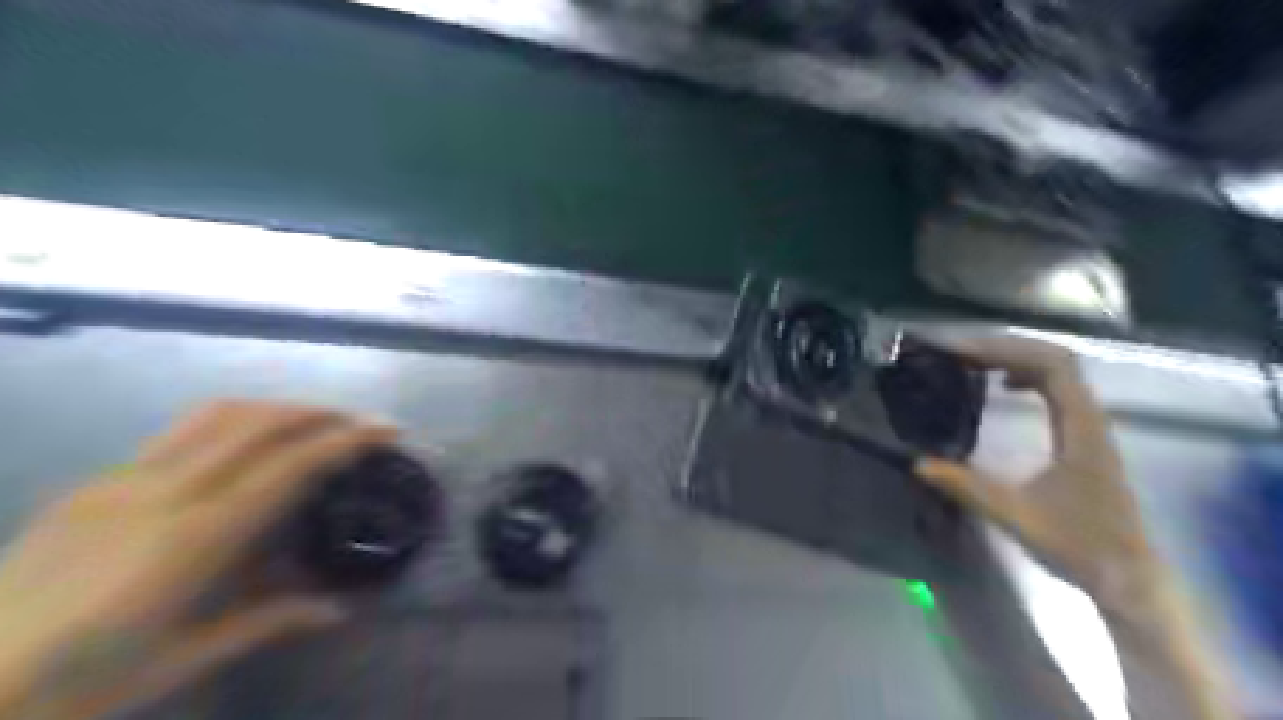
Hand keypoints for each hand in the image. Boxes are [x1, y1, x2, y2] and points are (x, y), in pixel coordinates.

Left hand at [0, 402, 396, 715]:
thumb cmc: (76, 684)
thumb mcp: (184, 659)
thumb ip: (268, 619)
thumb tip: (338, 608)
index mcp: (196, 537)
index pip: (291, 465)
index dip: (346, 439)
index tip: (388, 429)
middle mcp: (165, 491)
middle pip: (260, 422)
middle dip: (320, 412)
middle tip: (360, 422)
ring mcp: (124, 478)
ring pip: (218, 413)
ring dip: (277, 408)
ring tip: (312, 422)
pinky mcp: (96, 480)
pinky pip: (180, 431)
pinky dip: (233, 423)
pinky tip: (245, 447)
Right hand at [911, 337, 1151, 612]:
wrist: (1127, 576)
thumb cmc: (1077, 544)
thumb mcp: (1016, 515)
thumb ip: (966, 486)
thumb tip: (917, 463)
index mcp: (1080, 427)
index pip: (1051, 365)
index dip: (1004, 350)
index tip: (960, 353)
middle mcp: (1089, 417)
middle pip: (1053, 358)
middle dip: (1003, 346)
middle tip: (956, 351)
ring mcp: (1088, 425)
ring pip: (1056, 370)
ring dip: (1013, 357)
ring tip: (971, 360)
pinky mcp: (1082, 436)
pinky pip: (1056, 387)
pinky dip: (1026, 374)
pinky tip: (1002, 385)